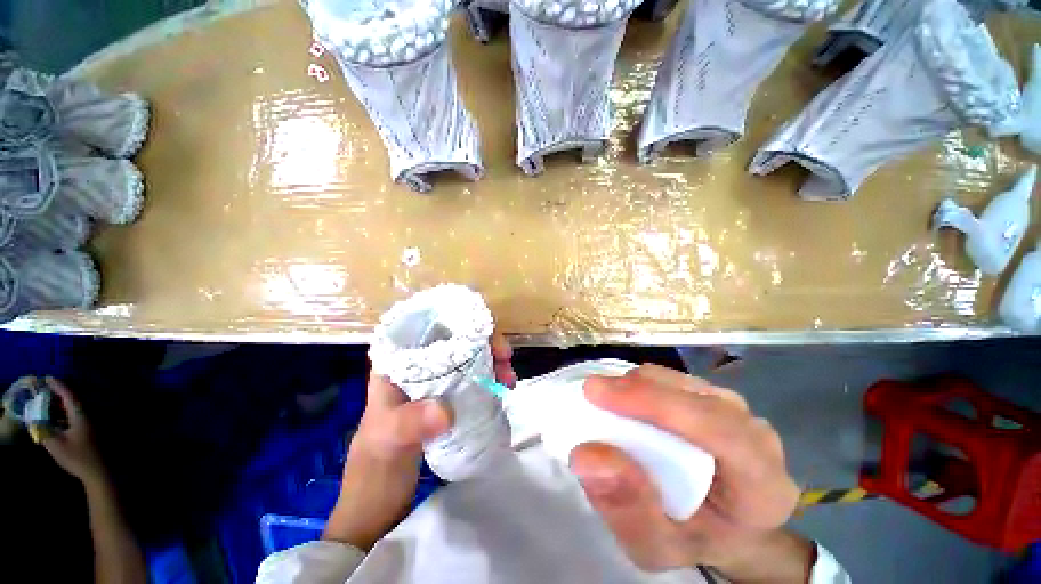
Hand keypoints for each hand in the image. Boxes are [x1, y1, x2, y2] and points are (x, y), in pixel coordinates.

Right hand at [39, 377, 106, 487]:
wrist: (99, 472)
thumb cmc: (77, 457)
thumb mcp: (55, 444)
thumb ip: (43, 429)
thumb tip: (35, 419)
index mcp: (82, 414)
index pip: (69, 394)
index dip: (58, 385)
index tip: (47, 377)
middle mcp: (90, 414)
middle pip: (74, 398)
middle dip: (59, 393)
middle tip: (46, 389)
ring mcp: (94, 422)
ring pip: (77, 407)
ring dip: (63, 404)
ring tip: (49, 402)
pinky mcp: (94, 430)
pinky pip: (79, 415)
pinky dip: (68, 412)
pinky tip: (59, 417)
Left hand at [324, 333, 515, 549]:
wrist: (378, 503)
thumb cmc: (374, 466)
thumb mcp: (388, 441)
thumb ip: (410, 423)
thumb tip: (447, 410)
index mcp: (398, 361)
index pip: (431, 325)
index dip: (461, 322)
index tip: (486, 336)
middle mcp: (417, 365)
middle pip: (456, 338)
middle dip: (484, 342)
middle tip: (505, 358)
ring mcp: (434, 382)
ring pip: (468, 357)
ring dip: (491, 360)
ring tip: (508, 377)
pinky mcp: (447, 398)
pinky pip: (473, 378)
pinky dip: (490, 378)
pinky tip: (502, 388)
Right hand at [570, 365, 809, 579]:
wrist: (724, 526)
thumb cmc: (695, 539)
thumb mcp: (657, 547)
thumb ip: (626, 508)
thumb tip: (586, 455)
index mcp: (762, 484)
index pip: (715, 429)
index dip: (653, 403)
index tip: (596, 394)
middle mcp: (756, 435)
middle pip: (693, 396)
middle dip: (637, 390)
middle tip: (591, 394)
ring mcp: (736, 410)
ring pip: (680, 381)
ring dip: (637, 386)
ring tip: (607, 403)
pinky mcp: (715, 397)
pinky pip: (674, 381)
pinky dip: (642, 385)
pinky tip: (627, 403)